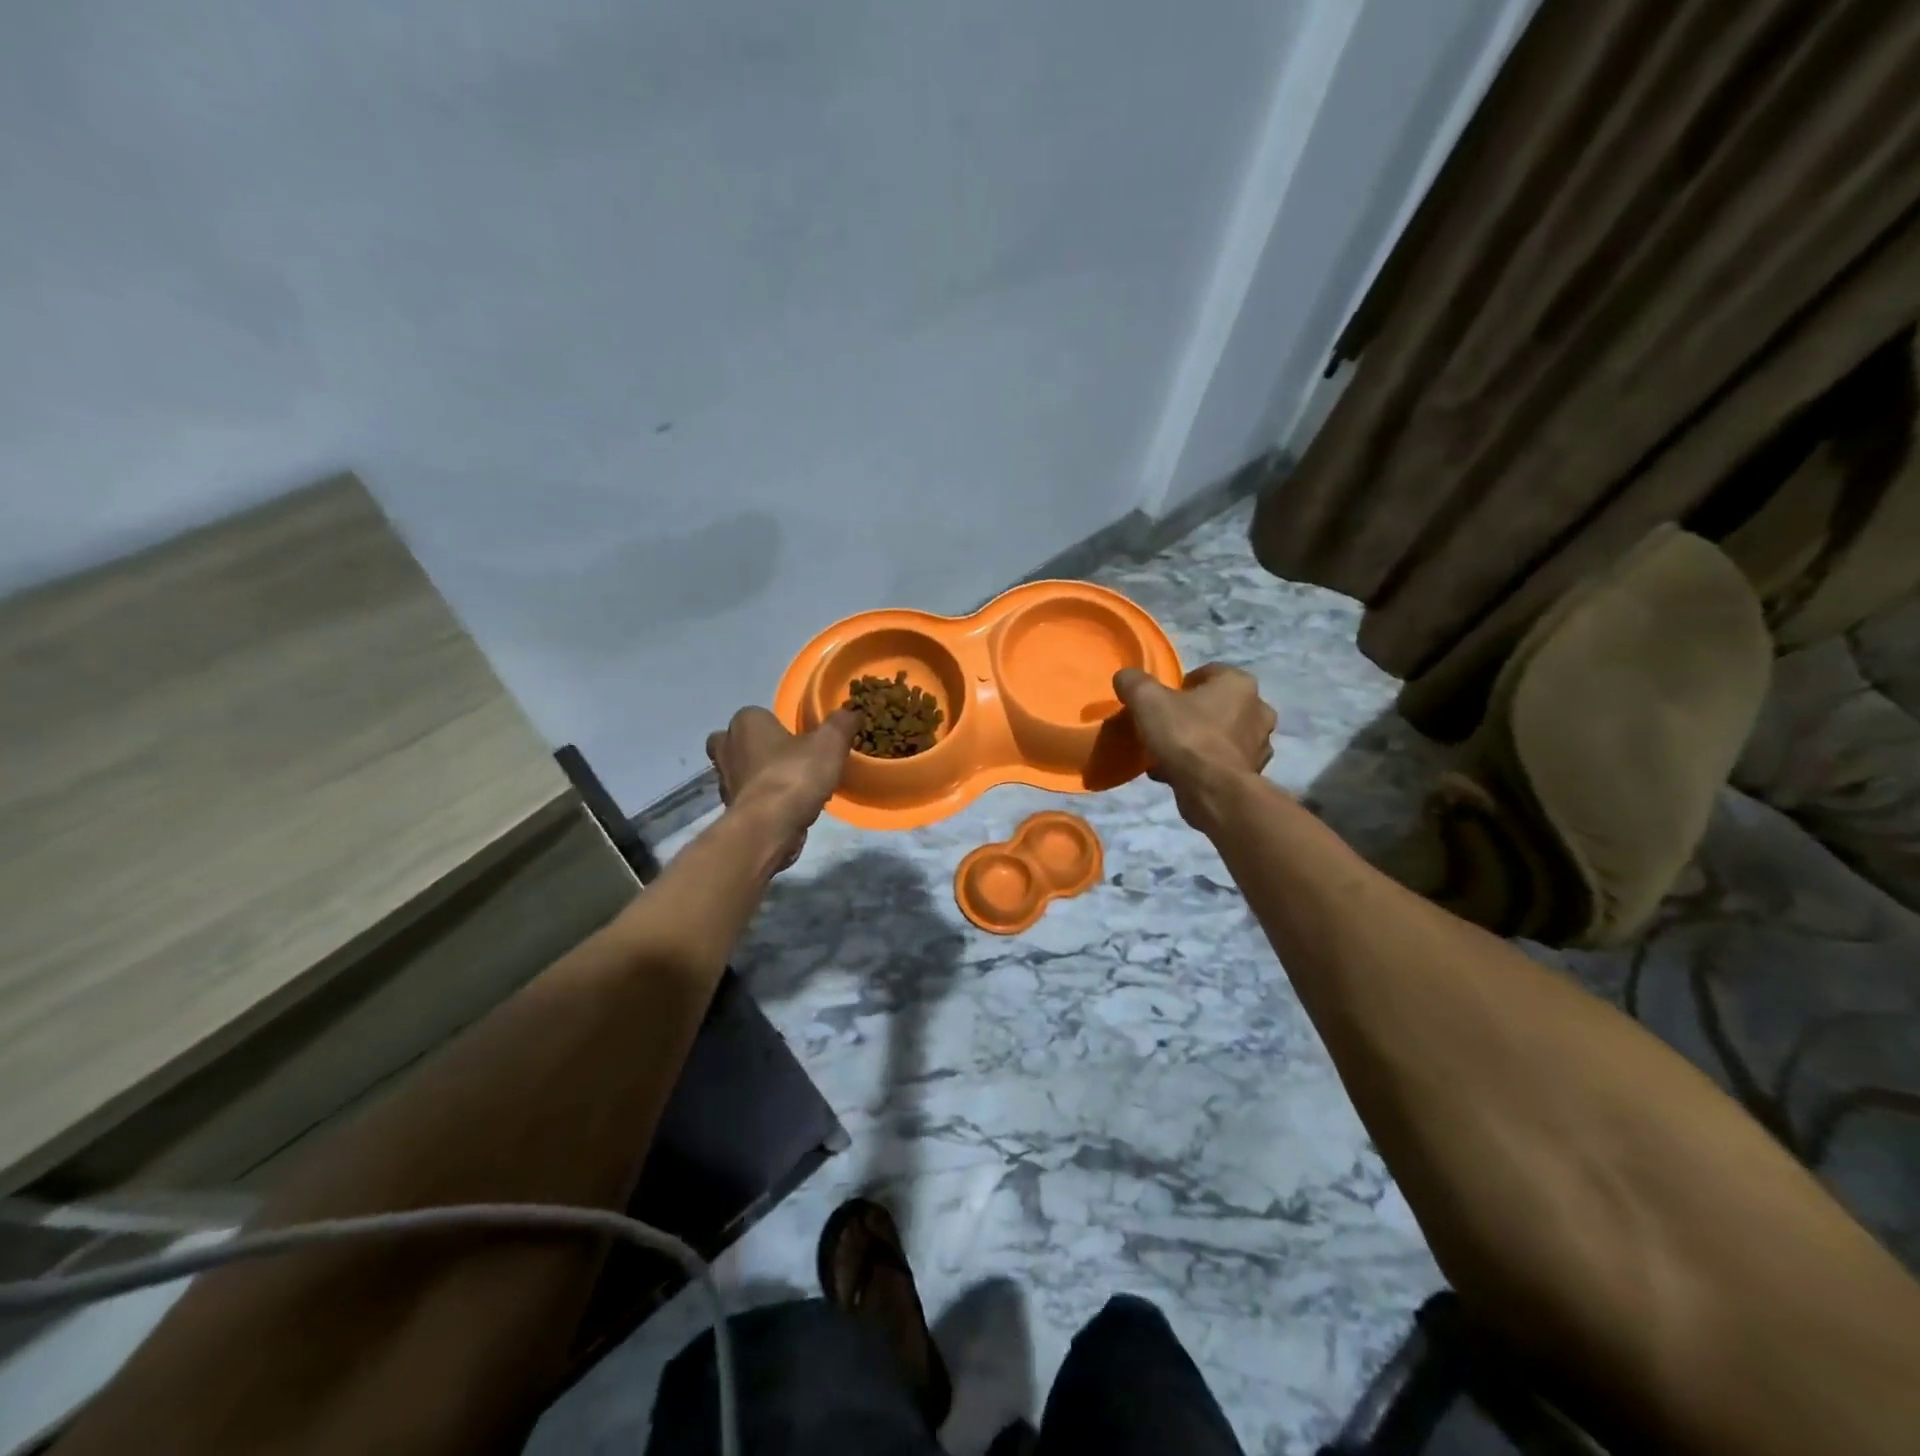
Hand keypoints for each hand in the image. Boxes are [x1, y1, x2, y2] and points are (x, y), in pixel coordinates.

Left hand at [706, 706, 860, 870]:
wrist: (769, 828)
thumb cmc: (795, 775)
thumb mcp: (830, 743)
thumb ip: (841, 723)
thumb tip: (853, 711)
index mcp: (745, 722)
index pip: (758, 714)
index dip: (777, 724)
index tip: (800, 737)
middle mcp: (726, 748)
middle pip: (740, 742)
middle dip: (758, 748)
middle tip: (788, 757)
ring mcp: (724, 781)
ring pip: (742, 771)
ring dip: (761, 776)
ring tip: (794, 784)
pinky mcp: (730, 810)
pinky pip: (749, 797)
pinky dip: (764, 800)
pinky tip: (788, 807)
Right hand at [1113, 663, 1275, 813]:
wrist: (1212, 790)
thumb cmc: (1185, 736)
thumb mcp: (1147, 700)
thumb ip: (1134, 683)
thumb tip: (1126, 677)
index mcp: (1239, 683)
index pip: (1208, 673)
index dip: (1181, 685)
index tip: (1162, 701)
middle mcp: (1259, 709)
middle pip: (1216, 705)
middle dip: (1191, 715)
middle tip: (1165, 727)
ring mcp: (1259, 744)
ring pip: (1220, 736)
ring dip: (1197, 742)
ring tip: (1167, 755)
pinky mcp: (1252, 774)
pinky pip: (1221, 762)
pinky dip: (1202, 765)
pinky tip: (1176, 774)